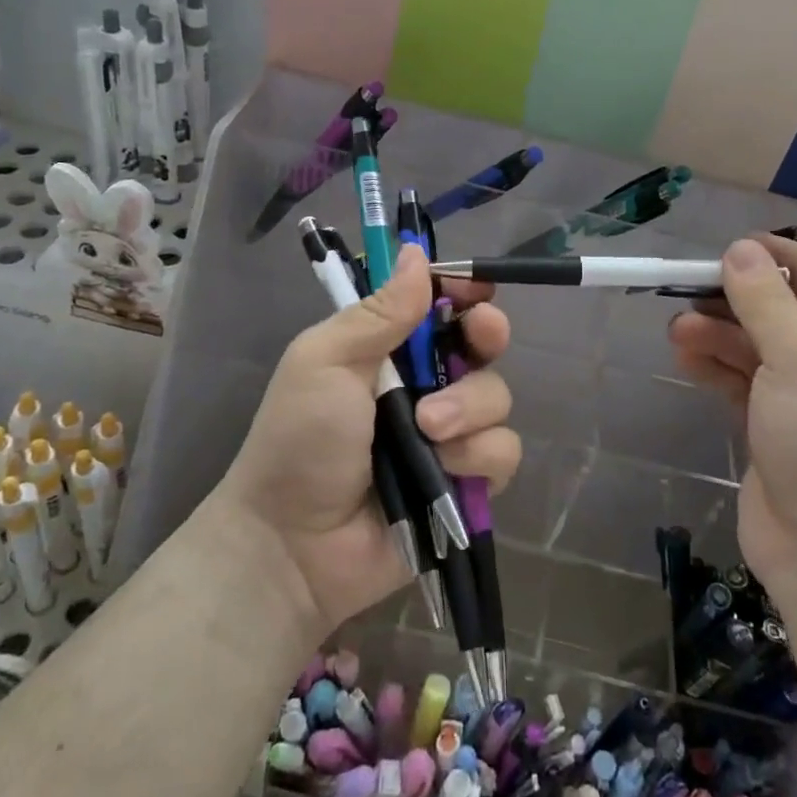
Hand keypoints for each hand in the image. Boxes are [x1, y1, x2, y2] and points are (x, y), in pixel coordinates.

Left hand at [219, 244, 520, 634]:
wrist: (294, 546)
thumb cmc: (299, 440)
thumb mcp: (326, 361)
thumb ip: (378, 311)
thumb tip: (415, 251)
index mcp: (388, 349)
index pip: (440, 305)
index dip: (463, 291)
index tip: (475, 288)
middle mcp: (425, 384)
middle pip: (483, 344)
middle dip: (486, 336)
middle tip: (479, 337)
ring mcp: (449, 434)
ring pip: (497, 396)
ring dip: (469, 407)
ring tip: (427, 428)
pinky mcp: (466, 481)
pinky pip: (502, 452)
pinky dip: (478, 455)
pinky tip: (446, 467)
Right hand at [667, 236, 796, 601]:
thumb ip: (764, 300)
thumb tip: (739, 250)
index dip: (784, 260)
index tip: (734, 245)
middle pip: (794, 318)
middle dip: (741, 304)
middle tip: (691, 286)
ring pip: (767, 354)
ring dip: (723, 337)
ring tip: (677, 326)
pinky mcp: (787, 435)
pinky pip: (752, 388)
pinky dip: (721, 370)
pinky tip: (685, 355)